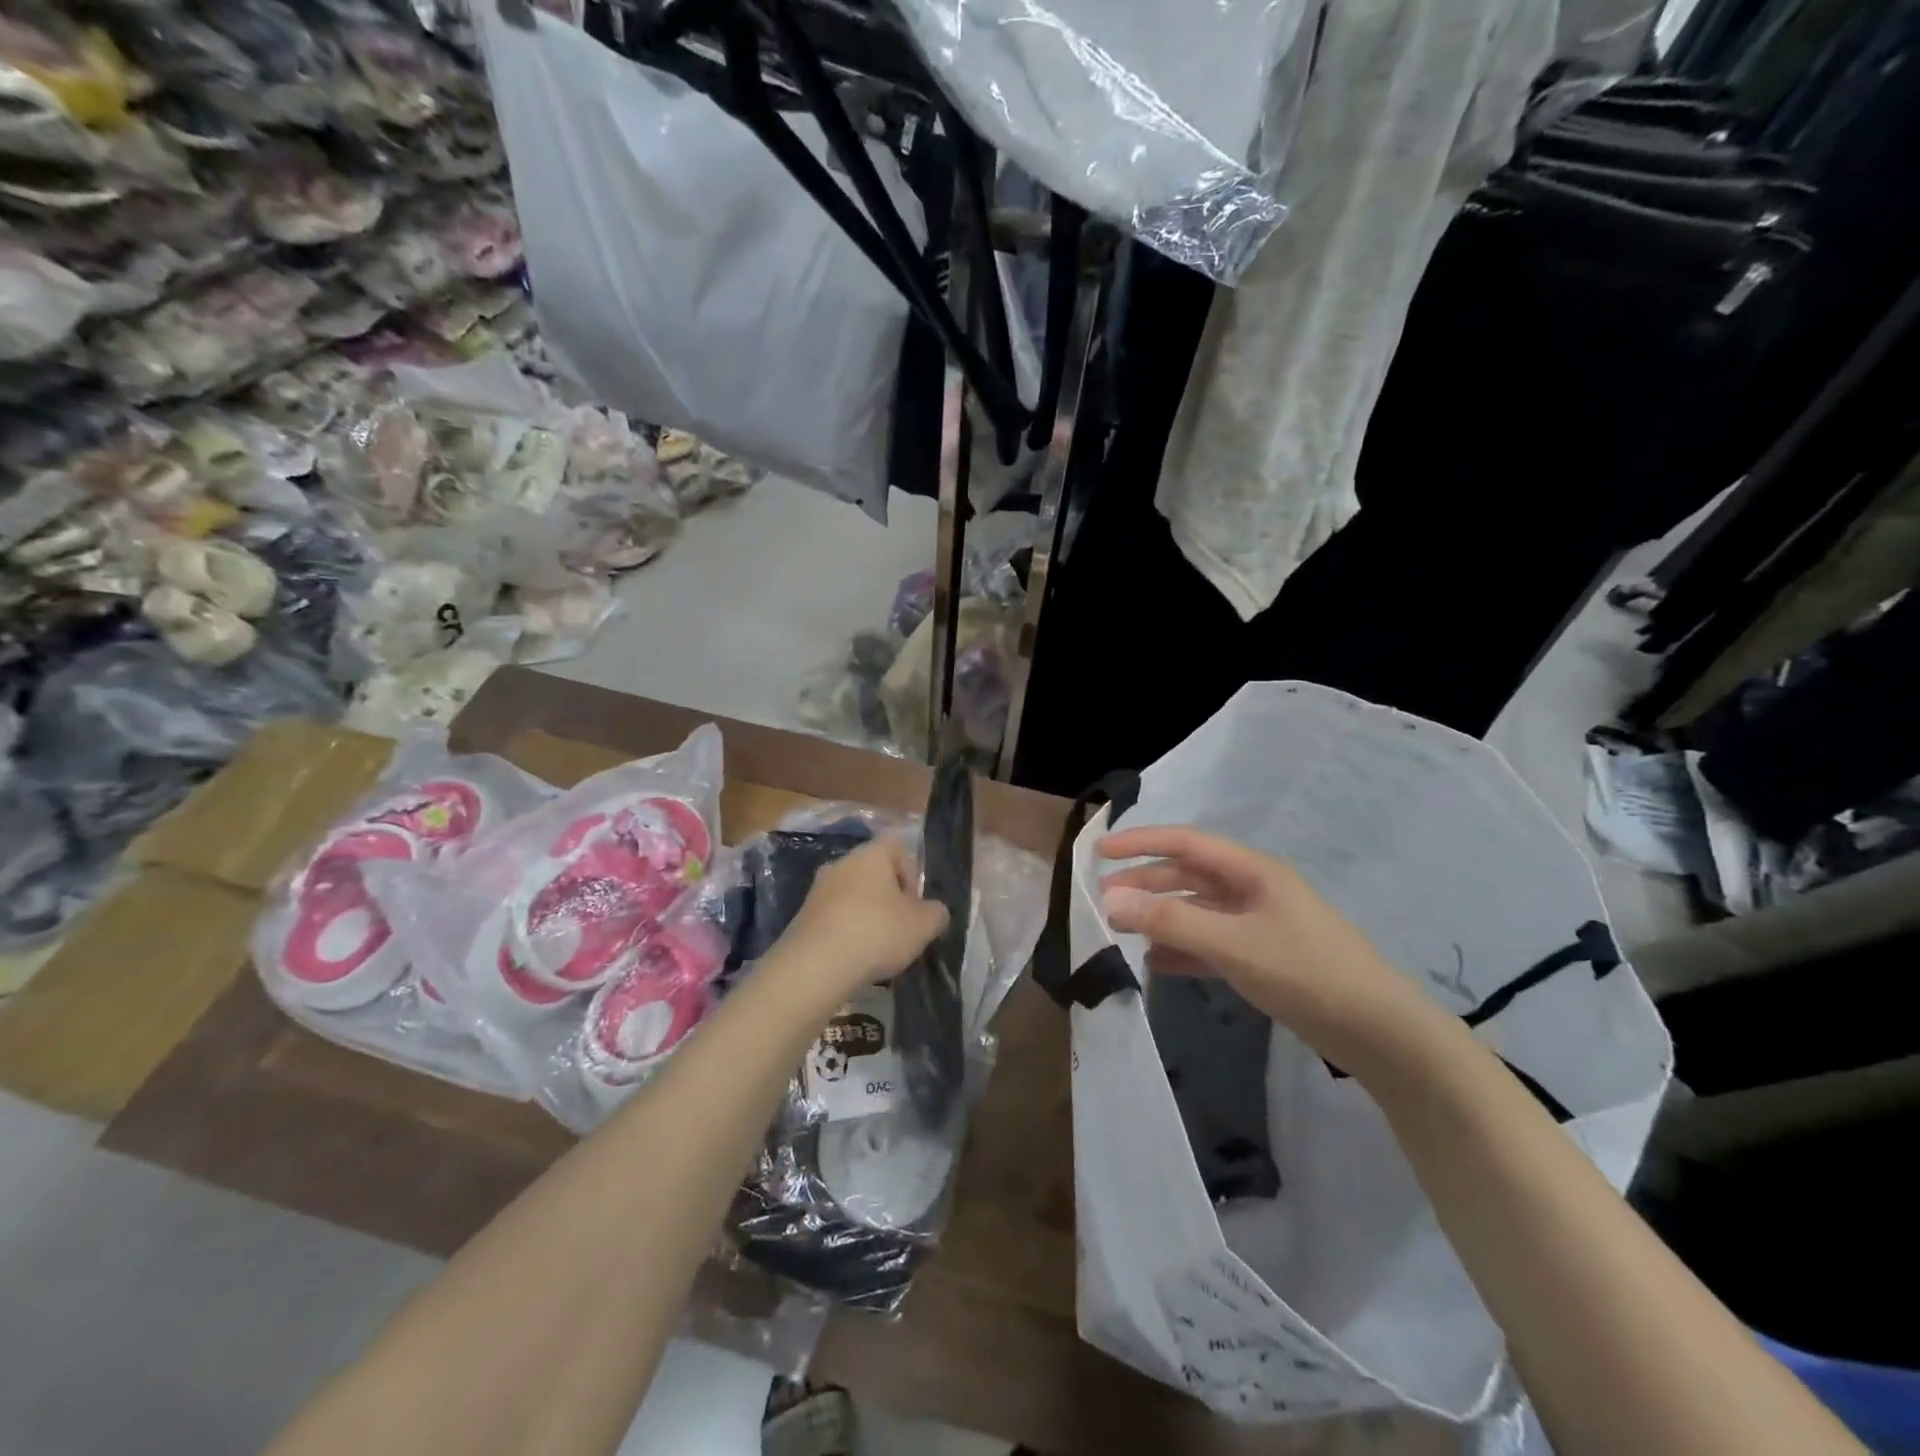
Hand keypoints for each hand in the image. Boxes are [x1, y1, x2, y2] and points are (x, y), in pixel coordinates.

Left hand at [774, 836, 948, 1000]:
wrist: (815, 966)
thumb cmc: (877, 933)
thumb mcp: (923, 925)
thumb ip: (936, 913)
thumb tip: (935, 911)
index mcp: (871, 854)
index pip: (897, 846)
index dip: (911, 872)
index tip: (914, 903)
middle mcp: (841, 863)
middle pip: (873, 872)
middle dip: (889, 897)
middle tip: (900, 927)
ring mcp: (817, 890)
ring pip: (852, 895)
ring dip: (866, 915)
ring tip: (876, 948)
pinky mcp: (802, 917)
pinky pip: (833, 917)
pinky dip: (846, 931)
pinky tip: (853, 957)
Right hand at [1098, 826, 1448, 1076]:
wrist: (1379, 1032)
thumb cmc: (1305, 972)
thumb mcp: (1233, 943)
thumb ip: (1171, 920)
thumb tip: (1111, 900)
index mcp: (1251, 871)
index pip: (1185, 843)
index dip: (1141, 842)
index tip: (1100, 851)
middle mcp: (1252, 890)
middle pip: (1187, 876)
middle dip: (1144, 884)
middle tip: (1101, 900)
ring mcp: (1258, 925)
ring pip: (1196, 911)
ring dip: (1159, 917)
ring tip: (1120, 930)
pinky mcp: (1262, 958)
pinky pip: (1210, 944)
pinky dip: (1181, 949)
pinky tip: (1156, 964)